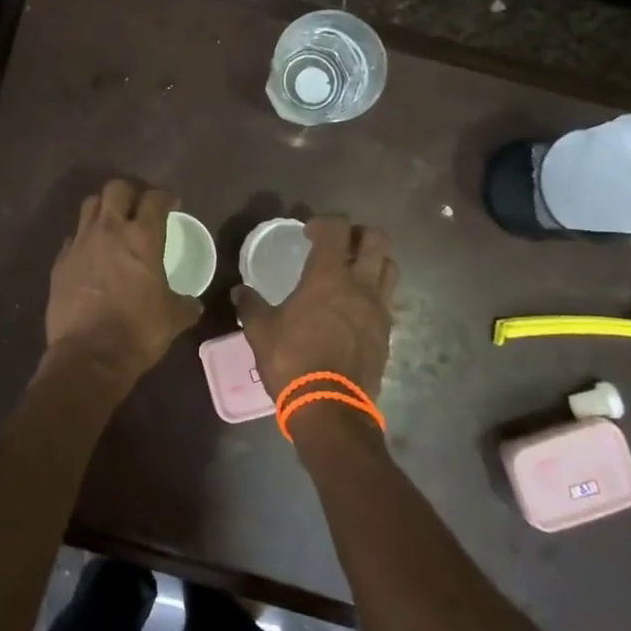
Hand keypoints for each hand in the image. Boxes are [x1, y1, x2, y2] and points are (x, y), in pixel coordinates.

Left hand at [45, 179, 200, 382]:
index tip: (171, 204)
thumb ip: (185, 304)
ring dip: (103, 209)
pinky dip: (83, 240)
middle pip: (116, 188)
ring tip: (112, 224)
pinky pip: (72, 238)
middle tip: (138, 207)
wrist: (89, 356)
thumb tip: (193, 304)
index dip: (165, 197)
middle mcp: (109, 230)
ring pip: (89, 206)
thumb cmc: (138, 331)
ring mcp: (80, 244)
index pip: (155, 199)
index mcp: (142, 238)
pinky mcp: (60, 262)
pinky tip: (90, 255)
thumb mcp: (173, 319)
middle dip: (129, 192)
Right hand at [231, 216, 397, 402]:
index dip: (324, 222)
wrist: (330, 408)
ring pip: (389, 267)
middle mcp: (360, 285)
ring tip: (353, 272)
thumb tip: (240, 291)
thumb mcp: (260, 332)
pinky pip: (387, 300)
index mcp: (328, 277)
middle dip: (358, 234)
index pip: (337, 229)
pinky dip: (375, 293)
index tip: (308, 233)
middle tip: (338, 245)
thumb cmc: (292, 361)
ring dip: (374, 261)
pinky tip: (355, 308)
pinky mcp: (387, 333)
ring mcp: (379, 309)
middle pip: (376, 239)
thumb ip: (251, 306)